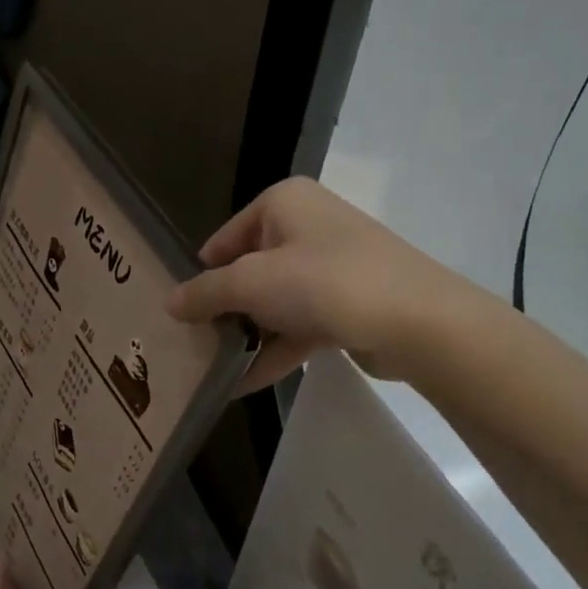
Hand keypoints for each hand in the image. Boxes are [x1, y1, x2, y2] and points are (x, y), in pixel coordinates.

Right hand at [166, 177, 459, 393]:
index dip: (201, 275)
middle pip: (249, 270)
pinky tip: (243, 384)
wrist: (417, 321)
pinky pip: (298, 326)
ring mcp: (331, 268)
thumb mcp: (253, 283)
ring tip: (211, 369)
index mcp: (283, 204)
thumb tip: (169, 302)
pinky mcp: (347, 305)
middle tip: (191, 344)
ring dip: (247, 335)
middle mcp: (307, 227)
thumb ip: (206, 292)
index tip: (180, 314)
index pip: (225, 238)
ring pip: (275, 302)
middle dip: (224, 309)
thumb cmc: (325, 283)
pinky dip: (274, 351)